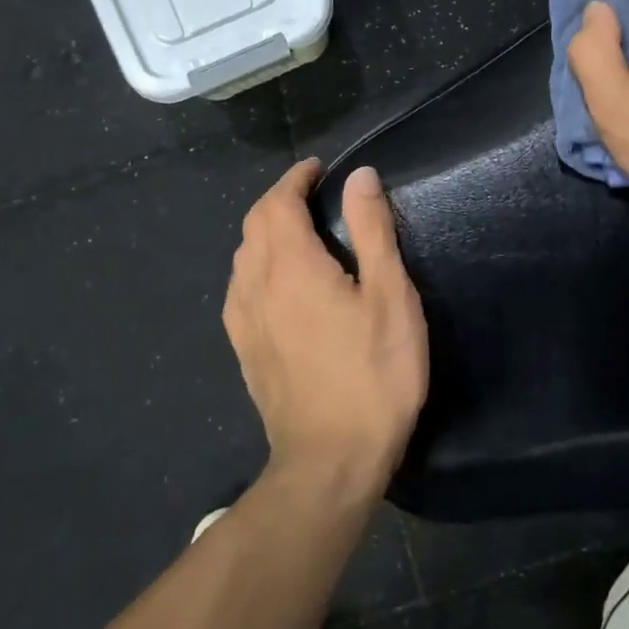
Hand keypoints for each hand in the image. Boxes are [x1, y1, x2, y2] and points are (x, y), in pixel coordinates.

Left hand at [224, 160, 428, 499]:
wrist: (330, 460)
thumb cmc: (373, 374)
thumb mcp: (390, 297)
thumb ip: (372, 231)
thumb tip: (360, 176)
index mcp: (292, 265)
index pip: (279, 202)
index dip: (296, 178)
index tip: (318, 168)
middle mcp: (256, 285)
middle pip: (254, 224)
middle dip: (278, 199)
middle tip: (311, 193)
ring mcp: (244, 320)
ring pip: (242, 256)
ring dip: (264, 230)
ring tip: (295, 229)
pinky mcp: (244, 349)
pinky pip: (239, 288)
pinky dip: (255, 264)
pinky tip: (274, 281)